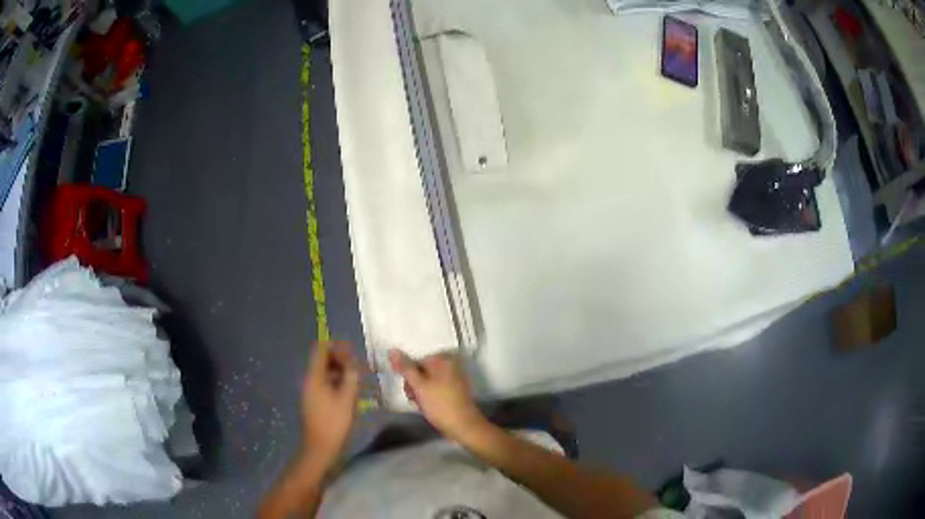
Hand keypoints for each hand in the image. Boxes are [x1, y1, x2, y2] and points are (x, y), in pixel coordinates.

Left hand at [301, 341, 359, 468]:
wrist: (320, 448)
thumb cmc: (334, 423)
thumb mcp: (347, 399)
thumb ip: (351, 377)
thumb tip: (353, 363)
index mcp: (314, 377)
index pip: (321, 349)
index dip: (336, 347)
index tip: (353, 353)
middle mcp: (309, 380)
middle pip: (322, 359)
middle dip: (340, 359)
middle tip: (358, 366)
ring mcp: (310, 391)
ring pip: (324, 372)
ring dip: (340, 371)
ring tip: (357, 378)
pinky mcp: (314, 401)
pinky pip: (324, 383)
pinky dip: (336, 382)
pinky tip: (350, 391)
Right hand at [389, 349, 486, 440]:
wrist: (463, 426)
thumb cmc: (440, 404)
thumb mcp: (419, 386)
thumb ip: (405, 368)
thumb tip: (392, 350)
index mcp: (443, 359)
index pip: (415, 360)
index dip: (408, 375)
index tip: (407, 388)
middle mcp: (449, 365)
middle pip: (420, 371)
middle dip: (413, 385)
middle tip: (414, 398)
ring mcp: (452, 379)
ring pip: (425, 382)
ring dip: (419, 394)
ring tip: (421, 405)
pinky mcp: (453, 392)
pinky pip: (434, 390)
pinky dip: (428, 398)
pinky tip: (428, 408)